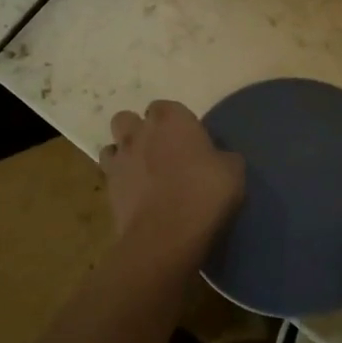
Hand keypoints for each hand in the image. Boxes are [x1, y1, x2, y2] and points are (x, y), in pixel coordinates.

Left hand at [102, 100, 244, 267]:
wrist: (167, 235)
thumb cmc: (205, 193)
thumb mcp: (233, 170)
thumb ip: (222, 156)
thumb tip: (217, 158)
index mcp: (171, 119)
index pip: (166, 107)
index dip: (175, 122)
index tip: (188, 139)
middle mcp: (139, 133)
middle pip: (128, 119)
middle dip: (139, 131)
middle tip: (160, 150)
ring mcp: (119, 160)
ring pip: (113, 146)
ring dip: (125, 155)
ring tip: (143, 173)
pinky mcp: (108, 190)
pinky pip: (110, 176)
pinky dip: (121, 182)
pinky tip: (137, 196)